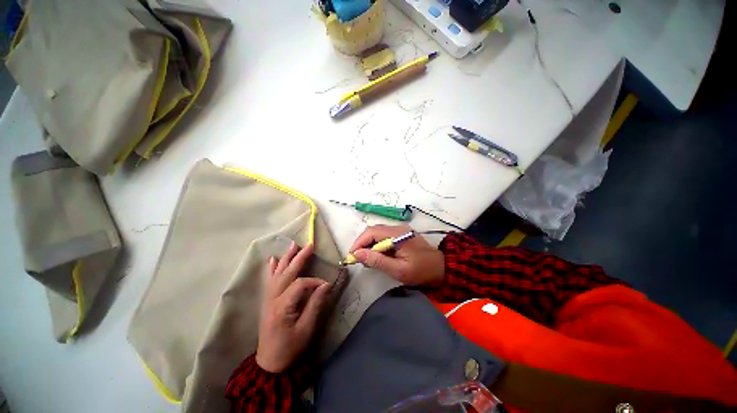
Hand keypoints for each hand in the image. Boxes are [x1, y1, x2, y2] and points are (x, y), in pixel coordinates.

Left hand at [256, 242, 330, 372]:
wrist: (270, 364)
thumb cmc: (290, 348)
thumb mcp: (307, 329)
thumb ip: (316, 304)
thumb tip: (326, 285)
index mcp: (283, 306)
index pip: (300, 284)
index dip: (314, 281)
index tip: (326, 285)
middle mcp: (273, 299)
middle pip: (287, 274)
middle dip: (299, 258)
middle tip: (309, 245)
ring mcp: (268, 299)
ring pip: (277, 274)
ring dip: (286, 259)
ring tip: (292, 245)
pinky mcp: (267, 301)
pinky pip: (269, 281)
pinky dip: (272, 269)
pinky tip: (273, 260)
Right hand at [350, 225, 444, 285]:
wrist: (441, 268)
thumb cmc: (421, 271)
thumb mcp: (398, 270)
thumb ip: (377, 261)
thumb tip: (357, 254)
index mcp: (397, 234)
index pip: (372, 232)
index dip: (359, 242)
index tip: (352, 256)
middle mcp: (398, 228)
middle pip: (373, 230)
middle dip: (362, 243)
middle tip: (358, 259)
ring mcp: (400, 230)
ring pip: (378, 232)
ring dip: (369, 244)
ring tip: (366, 259)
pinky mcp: (402, 234)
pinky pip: (384, 236)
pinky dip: (377, 244)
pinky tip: (376, 255)